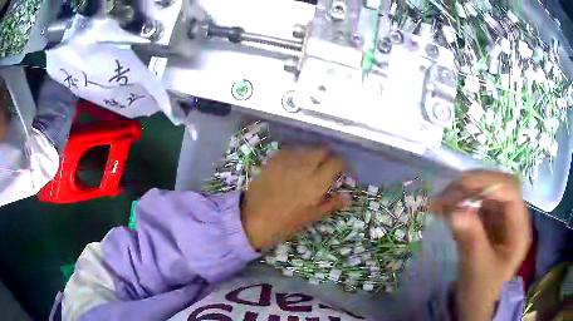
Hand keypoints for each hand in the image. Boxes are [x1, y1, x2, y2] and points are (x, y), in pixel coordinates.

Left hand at [242, 148, 350, 249]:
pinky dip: (296, 153)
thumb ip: (331, 204)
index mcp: (316, 182)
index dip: (342, 163)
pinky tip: (294, 162)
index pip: (336, 162)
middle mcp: (304, 166)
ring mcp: (287, 161)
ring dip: (312, 153)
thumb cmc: (285, 223)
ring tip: (311, 163)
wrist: (253, 219)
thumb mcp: (311, 216)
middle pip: (322, 150)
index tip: (342, 169)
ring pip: (306, 148)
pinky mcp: (273, 160)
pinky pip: (290, 150)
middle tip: (327, 165)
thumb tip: (348, 197)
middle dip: (328, 155)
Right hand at [430, 170, 530, 320]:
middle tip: (446, 194)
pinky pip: (475, 206)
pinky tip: (444, 210)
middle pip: (497, 187)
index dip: (487, 183)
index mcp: (519, 229)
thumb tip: (454, 211)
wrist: (475, 307)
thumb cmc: (481, 293)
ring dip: (462, 194)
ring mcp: (500, 220)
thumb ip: (470, 239)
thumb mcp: (476, 269)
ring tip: (439, 202)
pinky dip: (459, 204)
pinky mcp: (488, 224)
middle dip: (472, 186)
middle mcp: (512, 218)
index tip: (459, 188)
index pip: (510, 191)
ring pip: (485, 194)